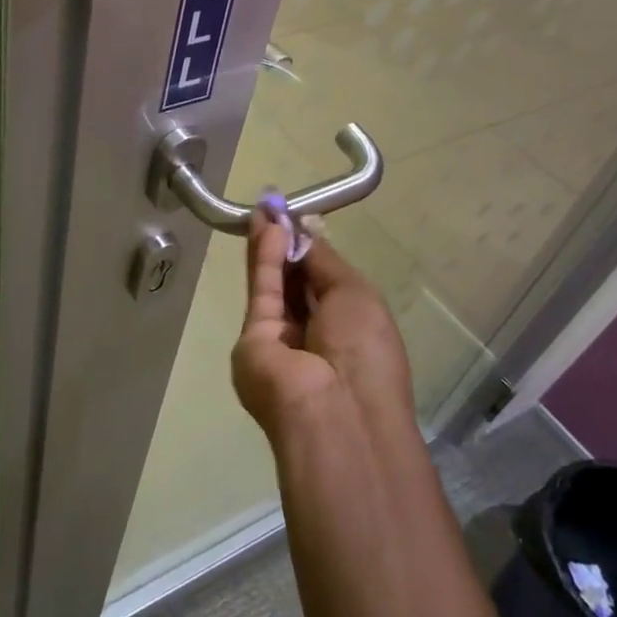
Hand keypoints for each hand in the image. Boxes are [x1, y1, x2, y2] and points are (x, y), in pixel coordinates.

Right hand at [232, 209, 414, 447]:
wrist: (333, 409)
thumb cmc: (364, 350)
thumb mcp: (357, 294)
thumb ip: (324, 261)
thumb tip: (306, 229)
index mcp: (351, 328)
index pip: (326, 282)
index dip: (312, 250)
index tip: (298, 219)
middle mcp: (315, 334)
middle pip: (296, 283)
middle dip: (287, 245)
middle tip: (275, 208)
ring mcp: (282, 339)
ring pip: (275, 285)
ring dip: (272, 247)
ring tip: (266, 209)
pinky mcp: (253, 339)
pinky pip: (262, 294)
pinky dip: (265, 262)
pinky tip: (267, 230)